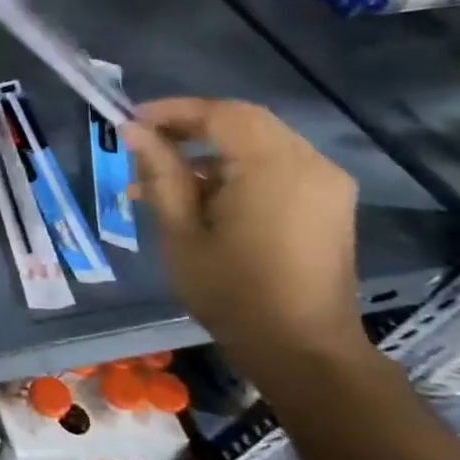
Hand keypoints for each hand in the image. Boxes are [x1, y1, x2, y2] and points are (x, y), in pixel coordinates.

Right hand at [122, 99, 370, 389]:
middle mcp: (310, 164)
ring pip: (260, 141)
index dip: (173, 110)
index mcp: (274, 168)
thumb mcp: (181, 231)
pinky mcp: (327, 202)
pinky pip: (277, 164)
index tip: (131, 121)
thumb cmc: (232, 292)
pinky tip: (201, 194)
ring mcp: (325, 183)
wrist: (302, 349)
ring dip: (211, 147)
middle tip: (144, 142)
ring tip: (163, 175)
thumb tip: (133, 131)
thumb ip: (160, 173)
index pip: (221, 114)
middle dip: (191, 125)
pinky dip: (236, 166)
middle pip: (244, 121)